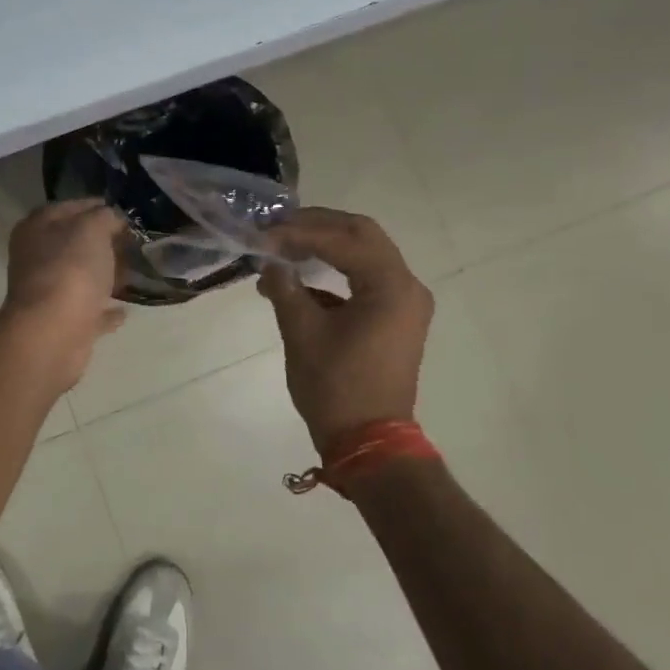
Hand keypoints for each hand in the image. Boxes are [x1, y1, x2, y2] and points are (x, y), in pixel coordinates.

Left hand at [0, 200, 128, 389]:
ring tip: (136, 272)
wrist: (54, 332)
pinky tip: (125, 310)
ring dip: (105, 276)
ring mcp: (48, 294)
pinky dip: (105, 310)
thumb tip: (112, 219)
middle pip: (74, 244)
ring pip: (82, 278)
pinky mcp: (63, 324)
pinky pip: (89, 312)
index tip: (126, 212)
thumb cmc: (70, 270)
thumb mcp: (92, 228)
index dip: (97, 206)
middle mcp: (37, 259)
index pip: (69, 207)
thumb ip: (105, 217)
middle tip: (135, 242)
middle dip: (104, 243)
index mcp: (37, 229)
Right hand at [258, 208, 433, 451]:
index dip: (299, 232)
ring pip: (365, 254)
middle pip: (361, 235)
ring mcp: (405, 303)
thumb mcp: (302, 334)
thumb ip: (285, 288)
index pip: (343, 239)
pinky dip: (334, 272)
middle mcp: (406, 286)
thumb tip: (269, 262)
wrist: (369, 442)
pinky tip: (299, 280)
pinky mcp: (396, 318)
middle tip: (276, 229)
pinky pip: (366, 280)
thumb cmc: (336, 388)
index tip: (262, 234)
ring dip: (325, 247)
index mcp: (390, 286)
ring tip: (283, 248)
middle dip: (316, 227)